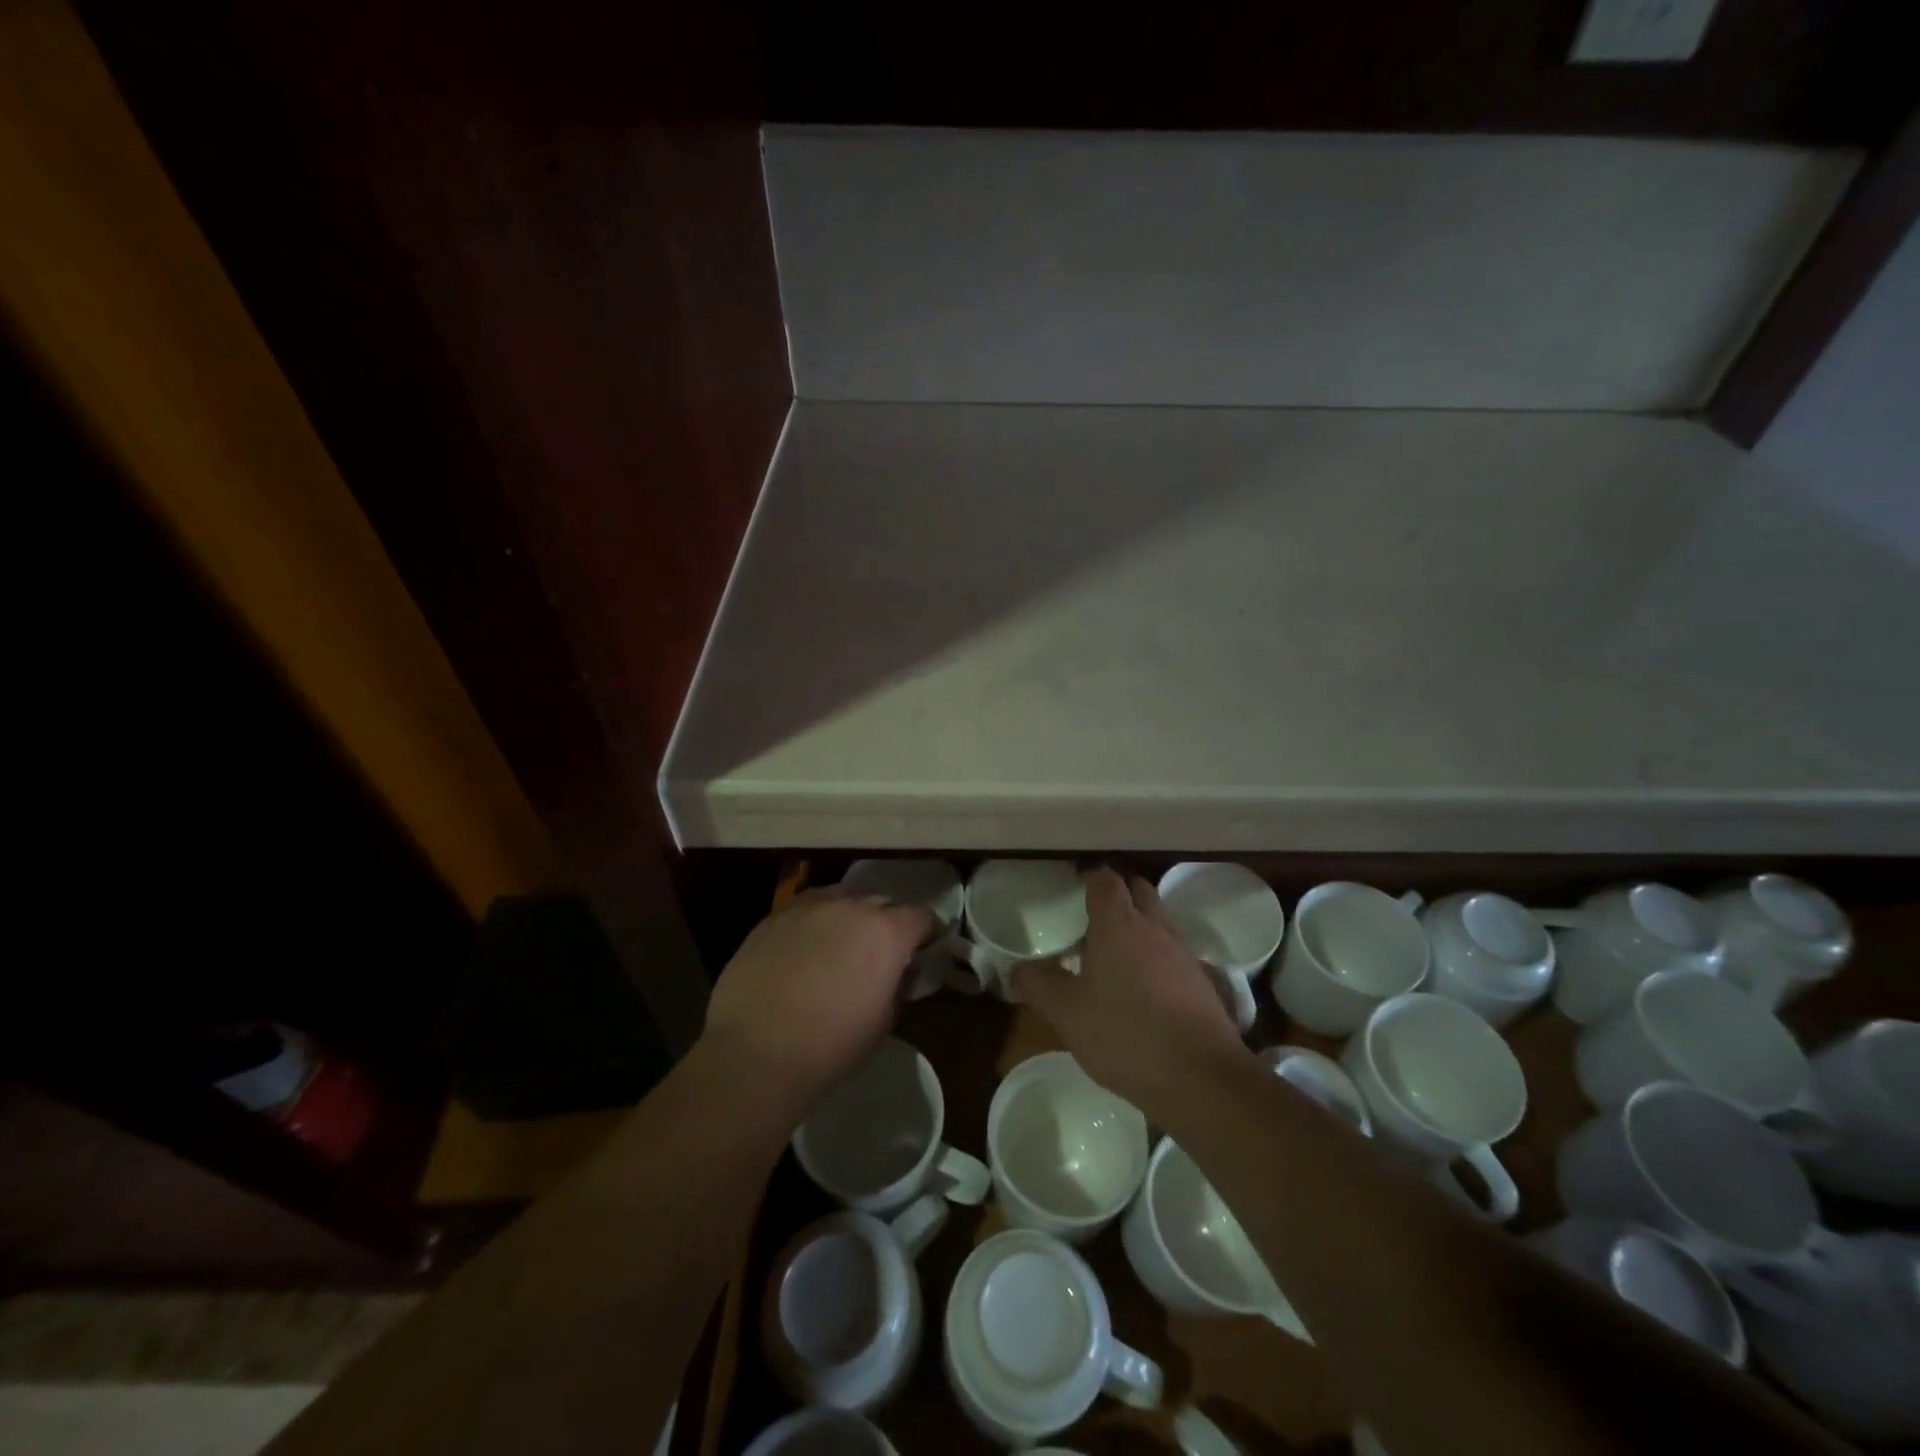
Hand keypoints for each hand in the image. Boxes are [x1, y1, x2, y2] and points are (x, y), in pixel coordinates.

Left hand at [703, 888, 933, 1103]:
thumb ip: (898, 984)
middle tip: (880, 954)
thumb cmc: (831, 1046)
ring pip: (841, 900)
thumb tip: (900, 971)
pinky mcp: (773, 917)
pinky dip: (814, 925)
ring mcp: (808, 907)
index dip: (927, 934)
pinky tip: (804, 952)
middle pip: (881, 903)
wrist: (755, 1053)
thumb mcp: (884, 1021)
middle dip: (887, 924)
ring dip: (849, 919)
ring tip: (839, 948)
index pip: (922, 917)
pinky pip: (806, 911)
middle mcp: (851, 907)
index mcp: (886, 932)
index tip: (924, 951)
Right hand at [1013, 868, 1246, 1116]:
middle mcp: (1154, 928)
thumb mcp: (1067, 1013)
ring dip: (1137, 925)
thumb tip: (1018, 968)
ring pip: (1158, 921)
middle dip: (1116, 894)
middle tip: (1089, 918)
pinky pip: (1173, 952)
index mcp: (1118, 924)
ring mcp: (1183, 953)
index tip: (1070, 891)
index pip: (1104, 879)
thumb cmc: (1126, 1035)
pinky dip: (1155, 956)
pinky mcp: (1201, 981)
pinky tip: (1141, 988)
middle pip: (1137, 890)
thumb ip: (1038, 985)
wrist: (1202, 1079)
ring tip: (1111, 954)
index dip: (1087, 878)